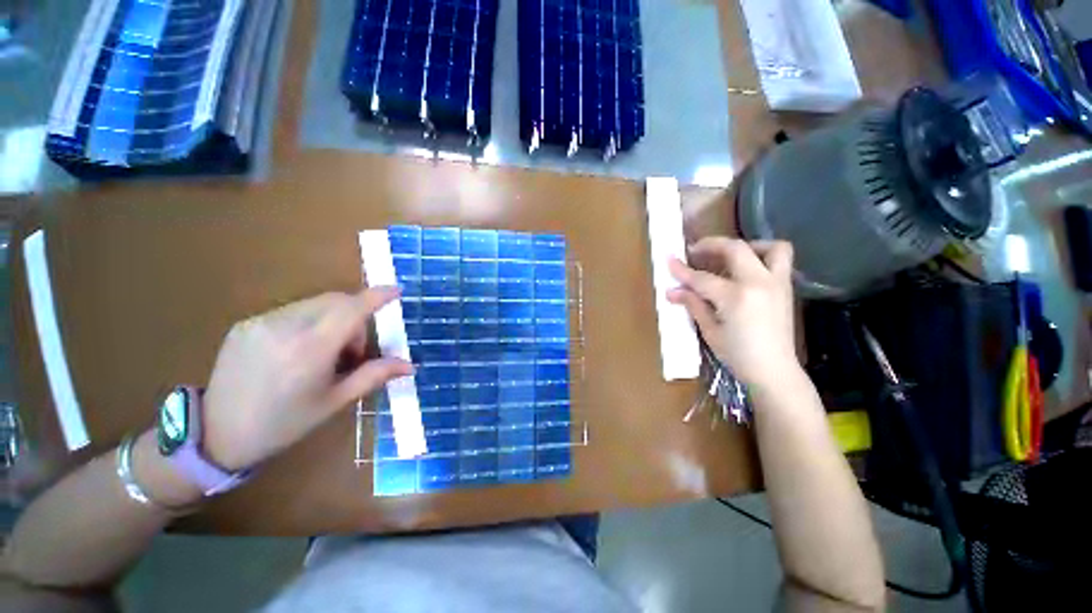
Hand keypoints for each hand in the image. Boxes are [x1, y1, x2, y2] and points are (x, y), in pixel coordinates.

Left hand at [201, 288, 412, 470]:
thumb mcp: (334, 402)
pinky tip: (297, 351)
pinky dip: (309, 323)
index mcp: (309, 350)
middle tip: (353, 352)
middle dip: (355, 317)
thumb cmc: (284, 424)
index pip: (351, 309)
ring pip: (315, 305)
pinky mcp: (246, 324)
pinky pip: (292, 311)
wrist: (215, 434)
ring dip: (333, 320)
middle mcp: (284, 328)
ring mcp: (261, 322)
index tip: (396, 289)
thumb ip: (374, 376)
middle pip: (336, 301)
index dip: (376, 296)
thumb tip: (409, 365)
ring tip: (323, 354)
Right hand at [667, 238, 798, 389]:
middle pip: (735, 249)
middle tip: (695, 252)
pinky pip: (780, 260)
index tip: (669, 260)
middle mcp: (759, 283)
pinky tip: (744, 272)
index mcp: (736, 297)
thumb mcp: (710, 330)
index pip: (702, 278)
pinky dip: (762, 256)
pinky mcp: (785, 288)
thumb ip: (693, 305)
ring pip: (770, 247)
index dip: (682, 270)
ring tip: (728, 257)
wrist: (775, 371)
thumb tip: (672, 291)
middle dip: (711, 245)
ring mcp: (777, 283)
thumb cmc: (738, 355)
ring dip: (747, 246)